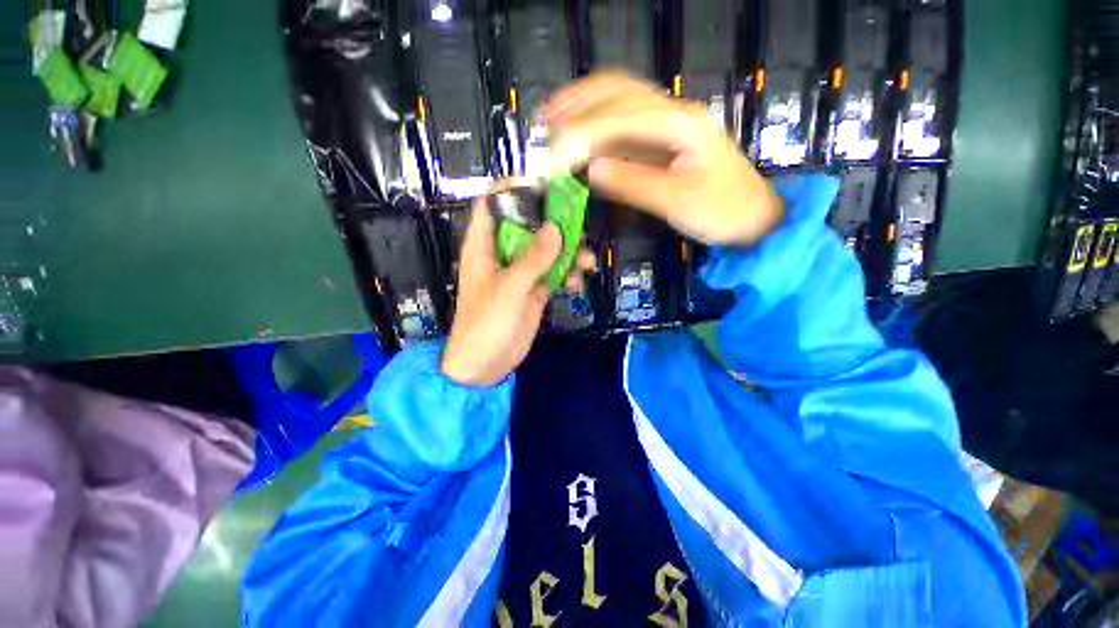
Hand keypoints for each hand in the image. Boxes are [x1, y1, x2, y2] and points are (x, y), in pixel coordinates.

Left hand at [441, 196, 594, 386]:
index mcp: (484, 246)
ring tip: (587, 261)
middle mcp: (502, 253)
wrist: (485, 365)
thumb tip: (556, 228)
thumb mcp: (509, 290)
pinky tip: (577, 283)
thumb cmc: (486, 324)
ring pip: (545, 250)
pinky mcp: (533, 289)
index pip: (493, 204)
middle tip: (579, 223)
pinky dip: (567, 274)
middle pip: (527, 224)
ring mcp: (520, 272)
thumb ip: (532, 259)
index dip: (513, 189)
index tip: (542, 183)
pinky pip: (553, 273)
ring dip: (567, 252)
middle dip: (553, 222)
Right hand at [545, 71, 783, 247]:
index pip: (620, 116)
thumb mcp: (678, 202)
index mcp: (680, 124)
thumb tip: (591, 170)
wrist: (753, 218)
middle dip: (578, 104)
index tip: (555, 156)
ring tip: (553, 119)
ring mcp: (669, 124)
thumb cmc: (722, 212)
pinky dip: (598, 125)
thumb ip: (633, 183)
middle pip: (618, 91)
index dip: (583, 134)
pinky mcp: (663, 142)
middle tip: (545, 122)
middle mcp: (673, 113)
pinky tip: (582, 136)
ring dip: (585, 105)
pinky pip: (625, 124)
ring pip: (621, 100)